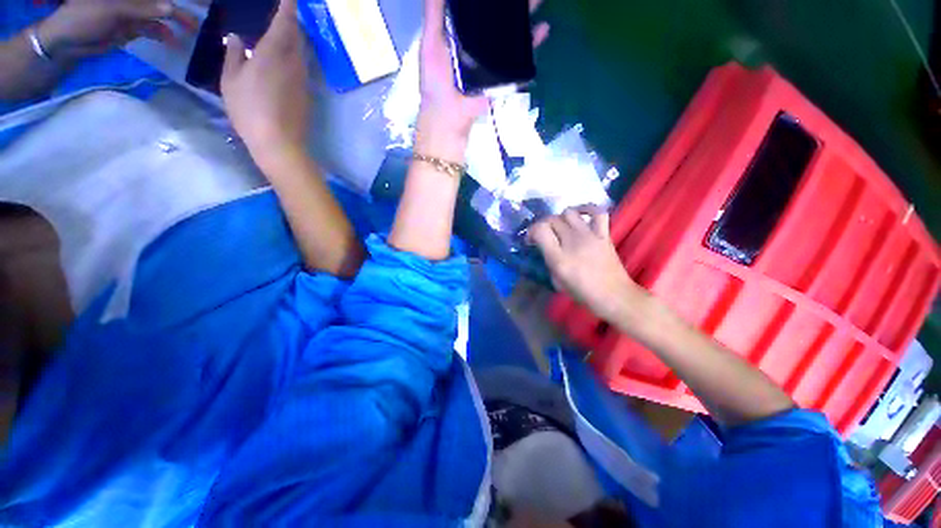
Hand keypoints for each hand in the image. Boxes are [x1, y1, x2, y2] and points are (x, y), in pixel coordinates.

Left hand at [38, 0, 197, 60]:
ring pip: (162, 12)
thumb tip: (171, 8)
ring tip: (194, 29)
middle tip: (204, 10)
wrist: (68, 41)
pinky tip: (173, 41)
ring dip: (178, 19)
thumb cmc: (84, 17)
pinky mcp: (133, 26)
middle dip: (182, 4)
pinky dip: (164, 34)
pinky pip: (154, 28)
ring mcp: (134, 11)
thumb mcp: (113, 10)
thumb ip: (143, 9)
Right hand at [221, 0, 308, 170]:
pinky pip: (300, 67)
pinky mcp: (306, 94)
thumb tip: (237, 38)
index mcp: (274, 52)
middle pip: (296, 35)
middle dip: (290, 21)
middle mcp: (294, 63)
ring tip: (279, 34)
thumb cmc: (249, 110)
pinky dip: (293, 57)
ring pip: (300, 52)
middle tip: (281, 13)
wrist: (280, 142)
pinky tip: (282, 61)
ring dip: (292, 39)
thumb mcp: (230, 80)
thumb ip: (234, 55)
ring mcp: (303, 80)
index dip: (288, 6)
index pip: (285, 21)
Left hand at [417, 0, 549, 138]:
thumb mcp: (430, 43)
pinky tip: (543, 27)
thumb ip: (434, 15)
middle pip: (500, 17)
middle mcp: (481, 42)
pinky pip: (520, 57)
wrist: (450, 114)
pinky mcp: (503, 73)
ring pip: (513, 32)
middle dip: (513, 4)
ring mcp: (495, 57)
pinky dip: (533, 42)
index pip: (478, 8)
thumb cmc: (436, 80)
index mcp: (464, 32)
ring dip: (527, 14)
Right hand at [529, 205, 645, 321]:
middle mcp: (572, 242)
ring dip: (559, 218)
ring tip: (560, 228)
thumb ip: (549, 261)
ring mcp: (589, 235)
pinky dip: (587, 209)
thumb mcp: (557, 280)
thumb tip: (546, 248)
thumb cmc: (583, 292)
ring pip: (568, 212)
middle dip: (542, 225)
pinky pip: (597, 212)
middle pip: (551, 219)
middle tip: (543, 236)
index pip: (539, 230)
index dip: (531, 232)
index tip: (531, 241)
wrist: (614, 295)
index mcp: (558, 258)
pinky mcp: (603, 234)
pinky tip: (580, 215)